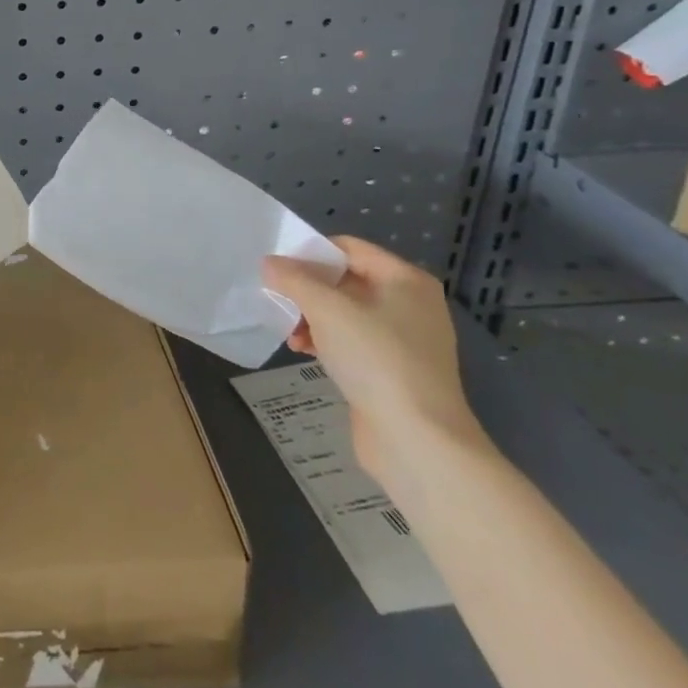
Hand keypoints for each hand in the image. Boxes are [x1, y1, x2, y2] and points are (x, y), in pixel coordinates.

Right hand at [262, 236, 487, 494]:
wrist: (417, 440)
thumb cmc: (376, 359)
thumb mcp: (327, 309)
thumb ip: (294, 279)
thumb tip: (270, 263)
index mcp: (405, 280)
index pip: (348, 248)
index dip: (310, 254)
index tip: (277, 270)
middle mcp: (410, 304)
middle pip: (345, 280)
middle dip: (307, 290)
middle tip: (279, 302)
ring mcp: (405, 340)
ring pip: (345, 313)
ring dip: (312, 318)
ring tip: (290, 334)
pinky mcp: (395, 370)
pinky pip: (352, 341)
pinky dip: (326, 341)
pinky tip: (304, 352)